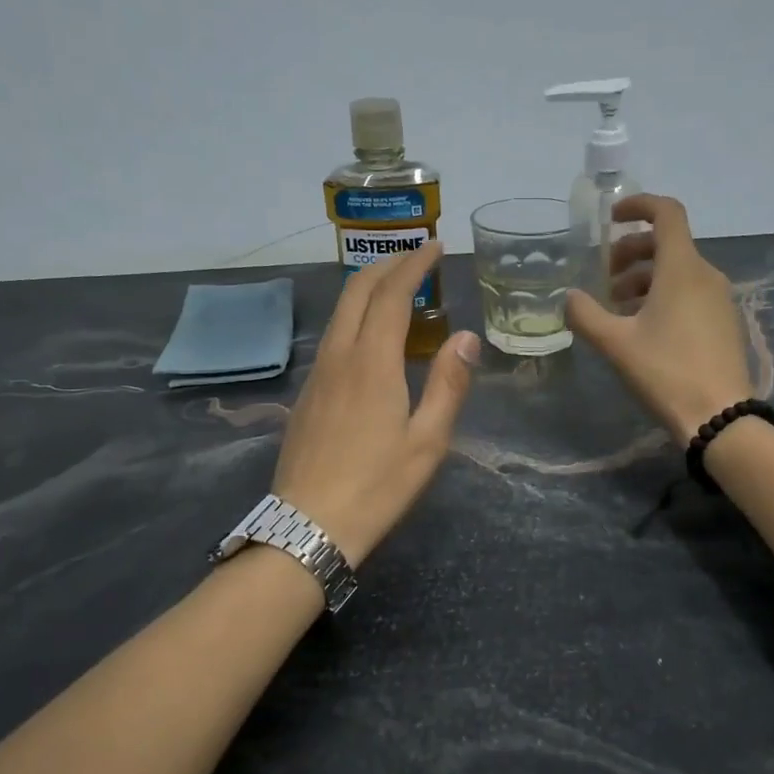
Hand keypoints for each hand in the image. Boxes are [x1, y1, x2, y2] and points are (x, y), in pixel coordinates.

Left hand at [272, 242, 480, 565]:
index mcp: (372, 362)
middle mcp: (339, 356)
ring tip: (397, 288)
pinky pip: (332, 336)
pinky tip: (370, 336)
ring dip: (367, 288)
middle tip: (416, 257)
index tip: (435, 247)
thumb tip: (467, 336)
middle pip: (357, 291)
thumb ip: (449, 384)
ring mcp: (317, 374)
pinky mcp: (306, 394)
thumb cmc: (378, 486)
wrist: (308, 525)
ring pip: (339, 312)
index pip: (392, 294)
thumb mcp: (428, 441)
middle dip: (386, 264)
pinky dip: (355, 316)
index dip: (414, 265)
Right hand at [566, 195, 753, 445]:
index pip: (666, 213)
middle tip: (604, 278)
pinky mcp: (723, 322)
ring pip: (677, 271)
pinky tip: (642, 328)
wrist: (720, 416)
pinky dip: (662, 295)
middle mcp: (705, 274)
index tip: (610, 219)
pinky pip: (689, 292)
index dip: (638, 206)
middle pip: (667, 244)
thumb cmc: (666, 371)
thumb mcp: (615, 343)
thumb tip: (569, 297)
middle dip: (631, 252)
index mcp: (682, 268)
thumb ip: (586, 314)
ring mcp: (719, 299)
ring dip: (643, 278)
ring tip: (616, 308)